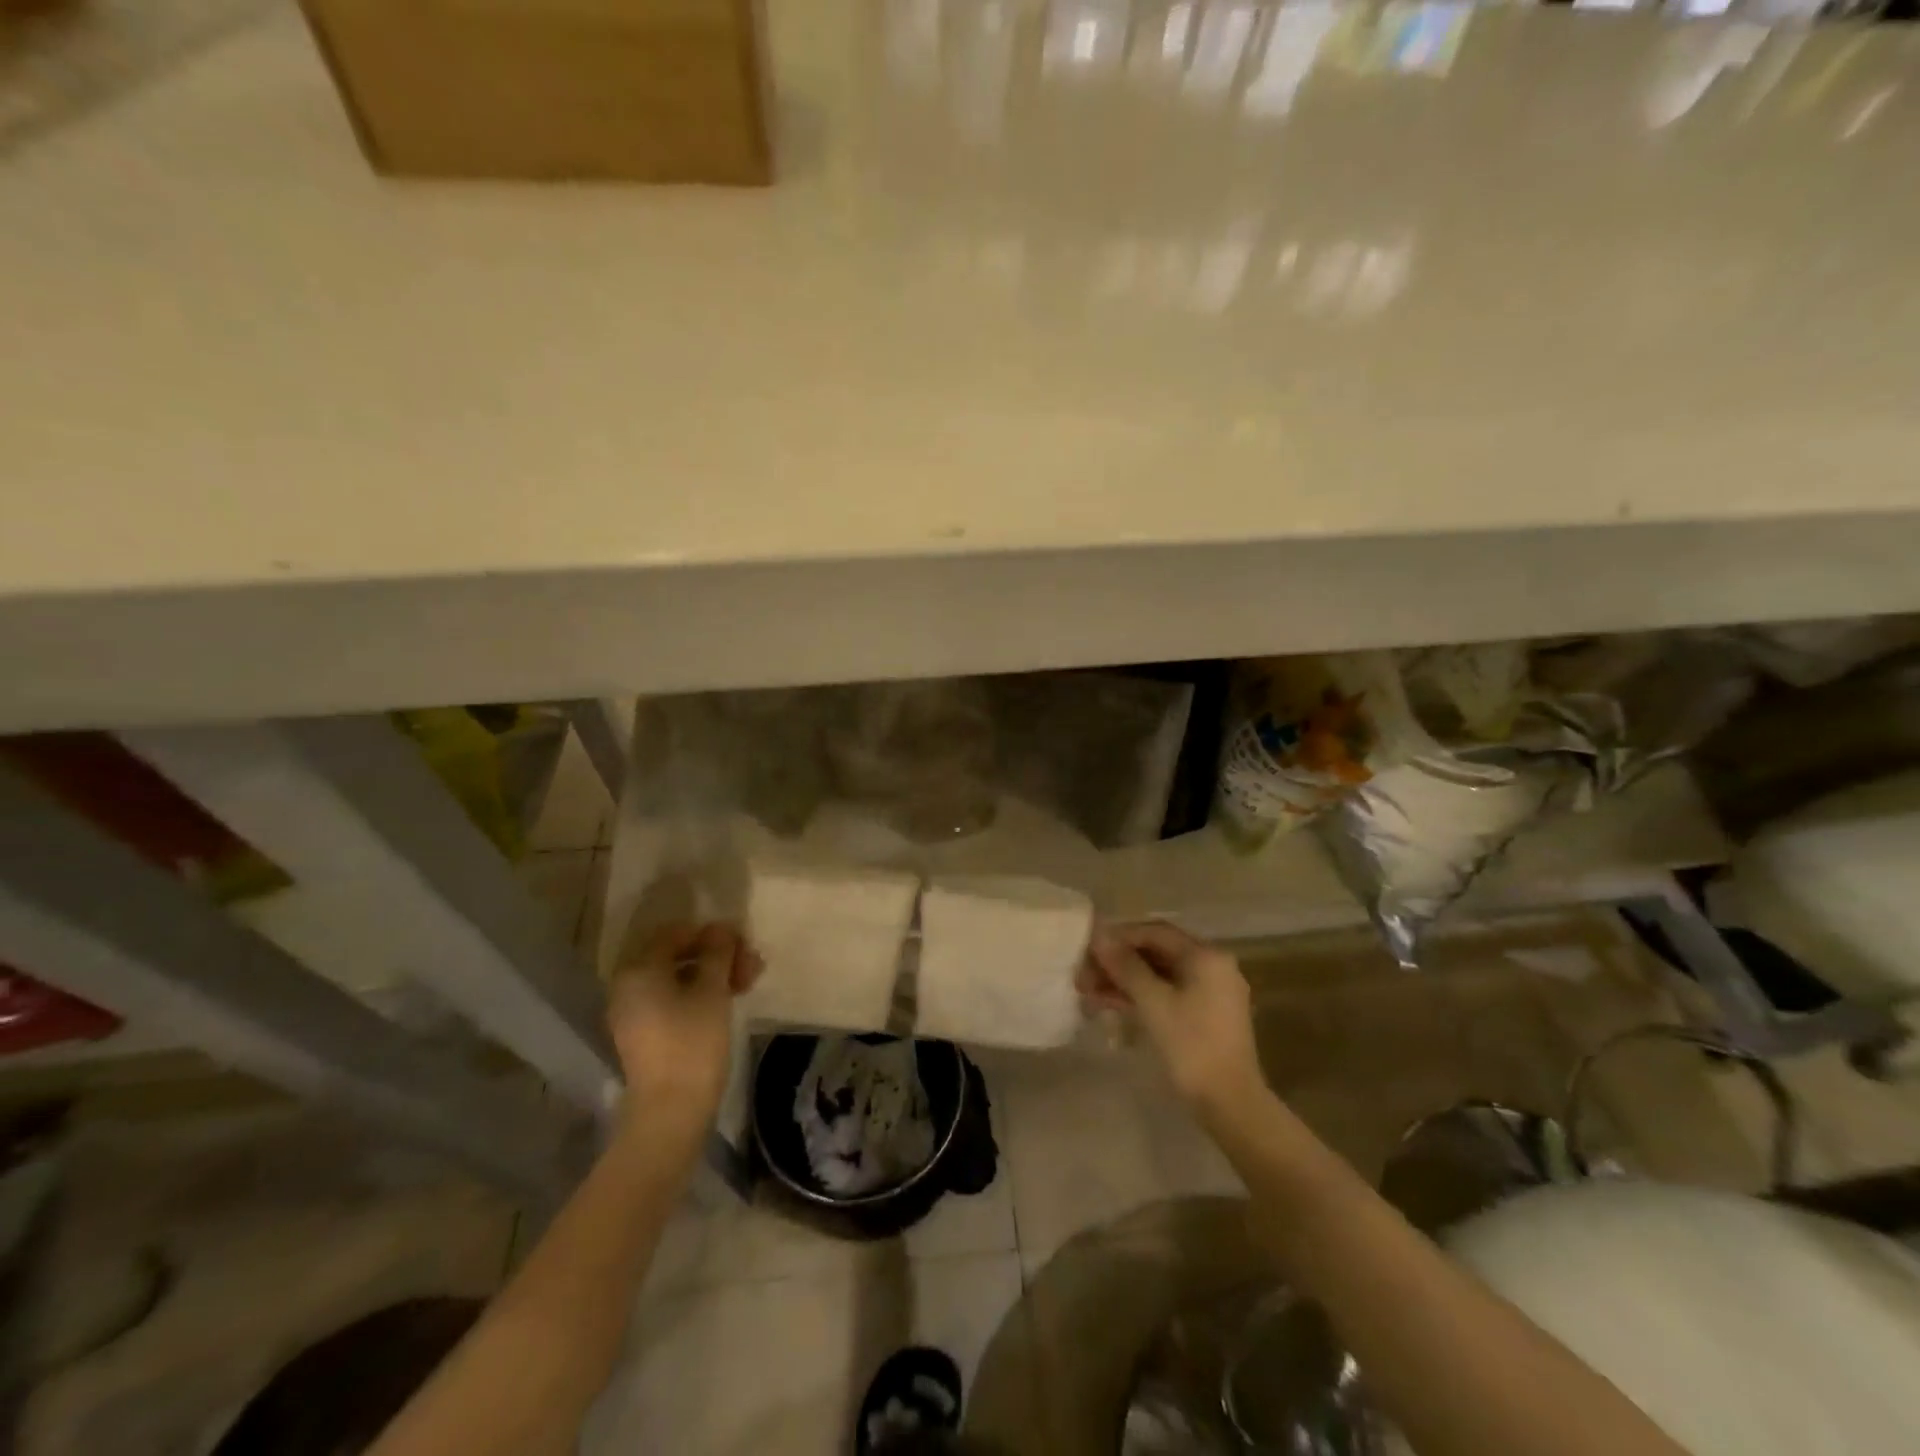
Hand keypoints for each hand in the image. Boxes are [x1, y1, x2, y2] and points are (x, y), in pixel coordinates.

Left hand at [606, 923, 760, 1140]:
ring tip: (747, 984)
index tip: (742, 945)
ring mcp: (634, 1012)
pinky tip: (728, 1000)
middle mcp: (629, 986)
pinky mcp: (645, 1034)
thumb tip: (721, 928)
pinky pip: (672, 1000)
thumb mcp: (712, 990)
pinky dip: (700, 994)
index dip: (712, 934)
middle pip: (677, 955)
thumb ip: (717, 952)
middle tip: (751, 966)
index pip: (676, 933)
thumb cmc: (693, 1043)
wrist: (671, 1111)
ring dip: (713, 975)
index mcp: (639, 970)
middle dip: (717, 956)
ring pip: (678, 978)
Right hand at [1077, 922, 1265, 1115]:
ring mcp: (1209, 992)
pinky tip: (1108, 1003)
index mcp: (1206, 957)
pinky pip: (1166, 994)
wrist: (1230, 1104)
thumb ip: (1126, 966)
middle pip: (1156, 953)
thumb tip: (1099, 936)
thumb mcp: (1154, 1003)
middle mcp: (1211, 966)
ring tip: (1087, 991)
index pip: (1155, 932)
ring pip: (1158, 975)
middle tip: (1083, 974)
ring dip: (1123, 980)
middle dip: (1118, 962)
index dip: (1119, 936)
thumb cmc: (1192, 1046)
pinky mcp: (1203, 1016)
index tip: (1088, 948)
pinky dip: (1139, 996)